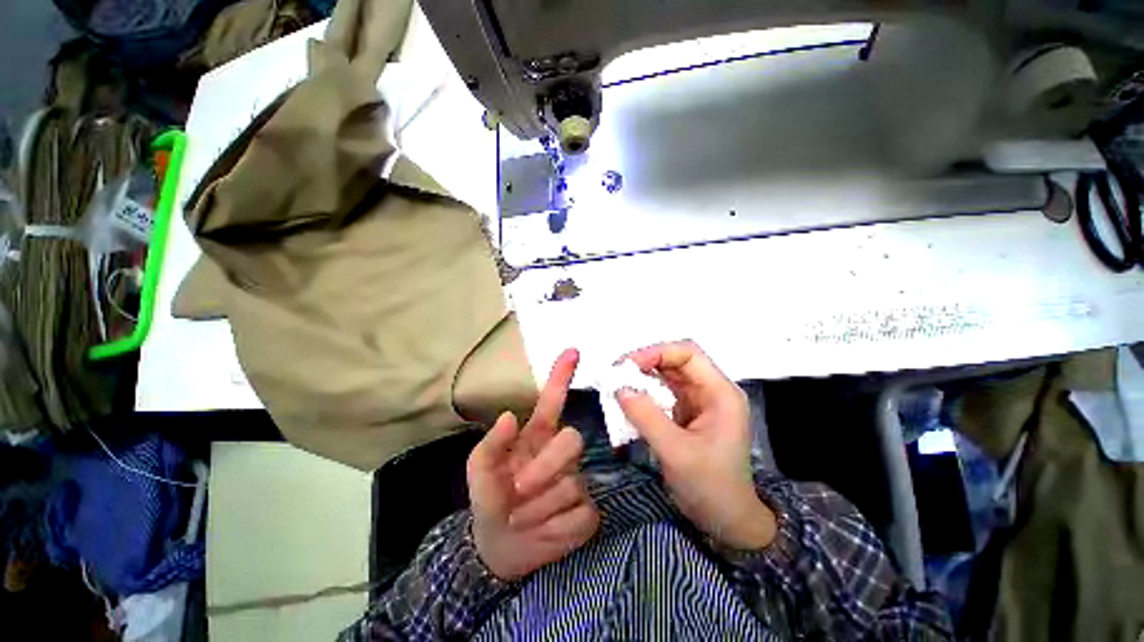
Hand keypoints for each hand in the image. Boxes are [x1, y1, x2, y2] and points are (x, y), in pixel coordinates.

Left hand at [467, 349, 600, 580]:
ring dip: (538, 507)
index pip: (552, 401)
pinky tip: (542, 530)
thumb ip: (490, 445)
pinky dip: (554, 528)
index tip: (572, 351)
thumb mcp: (479, 472)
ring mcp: (577, 480)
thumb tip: (509, 416)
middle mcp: (560, 452)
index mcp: (536, 437)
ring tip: (520, 517)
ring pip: (572, 484)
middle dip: (546, 466)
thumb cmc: (490, 498)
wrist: (499, 547)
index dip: (561, 376)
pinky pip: (580, 514)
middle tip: (519, 489)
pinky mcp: (587, 511)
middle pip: (572, 440)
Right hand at [617, 340, 775, 549]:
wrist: (727, 521)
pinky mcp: (686, 413)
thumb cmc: (711, 487)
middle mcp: (711, 391)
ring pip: (667, 376)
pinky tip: (628, 400)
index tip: (628, 365)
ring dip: (642, 378)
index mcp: (720, 393)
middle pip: (676, 362)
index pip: (688, 354)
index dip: (657, 352)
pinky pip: (662, 393)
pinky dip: (644, 394)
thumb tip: (619, 388)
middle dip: (645, 364)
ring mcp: (699, 401)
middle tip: (616, 374)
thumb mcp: (676, 452)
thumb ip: (646, 417)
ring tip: (618, 385)